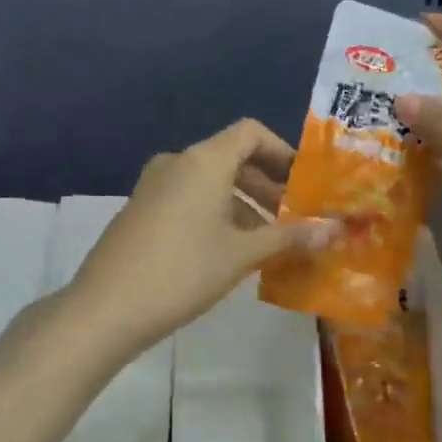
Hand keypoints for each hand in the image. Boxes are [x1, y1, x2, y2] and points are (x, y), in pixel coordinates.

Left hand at [65, 119, 333, 359]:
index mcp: (203, 161)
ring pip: (210, 181)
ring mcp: (154, 185)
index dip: (283, 152)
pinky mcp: (141, 209)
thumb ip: (290, 237)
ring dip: (243, 202)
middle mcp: (177, 162)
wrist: (105, 308)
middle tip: (295, 217)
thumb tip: (336, 228)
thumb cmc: (182, 272)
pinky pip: (188, 197)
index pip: (250, 133)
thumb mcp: (241, 255)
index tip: (305, 184)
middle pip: (231, 157)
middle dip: (267, 184)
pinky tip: (230, 250)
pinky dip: (216, 212)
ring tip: (269, 240)